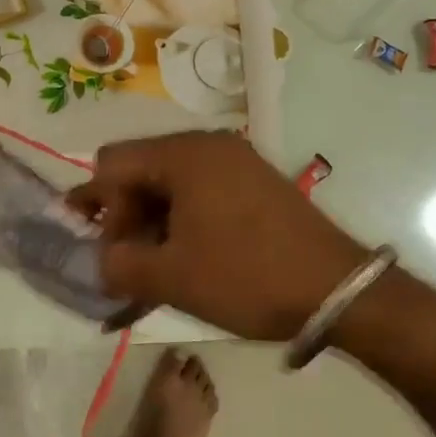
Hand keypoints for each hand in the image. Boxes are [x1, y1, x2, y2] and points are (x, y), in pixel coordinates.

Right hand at [71, 132, 365, 340]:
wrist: (338, 291)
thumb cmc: (246, 277)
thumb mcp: (171, 278)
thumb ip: (118, 264)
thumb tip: (101, 260)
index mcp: (184, 155)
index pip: (112, 163)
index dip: (97, 205)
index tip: (107, 249)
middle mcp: (209, 145)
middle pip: (141, 168)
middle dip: (124, 213)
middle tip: (127, 260)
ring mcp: (236, 161)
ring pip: (170, 181)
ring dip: (152, 219)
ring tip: (155, 263)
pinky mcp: (255, 181)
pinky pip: (200, 189)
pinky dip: (182, 217)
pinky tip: (187, 254)